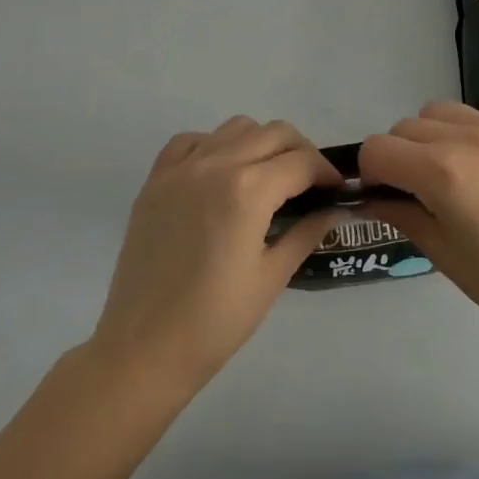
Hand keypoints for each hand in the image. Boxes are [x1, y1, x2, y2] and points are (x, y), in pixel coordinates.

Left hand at [90, 117, 343, 394]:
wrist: (142, 350)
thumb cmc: (216, 321)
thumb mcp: (272, 276)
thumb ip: (307, 232)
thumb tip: (333, 210)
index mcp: (249, 190)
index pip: (302, 161)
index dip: (326, 173)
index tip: (336, 191)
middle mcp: (216, 165)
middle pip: (274, 133)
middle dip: (301, 152)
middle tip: (309, 184)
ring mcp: (181, 169)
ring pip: (236, 128)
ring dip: (261, 143)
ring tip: (267, 177)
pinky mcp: (155, 181)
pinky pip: (192, 141)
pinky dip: (214, 146)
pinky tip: (221, 174)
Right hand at [358, 102, 478, 335]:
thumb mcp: (440, 252)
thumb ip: (399, 213)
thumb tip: (366, 198)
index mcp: (442, 172)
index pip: (378, 149)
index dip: (371, 173)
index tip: (384, 194)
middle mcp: (468, 138)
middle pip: (405, 126)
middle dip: (399, 154)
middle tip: (416, 189)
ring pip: (440, 112)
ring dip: (430, 136)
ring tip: (450, 172)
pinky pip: (478, 118)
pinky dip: (467, 136)